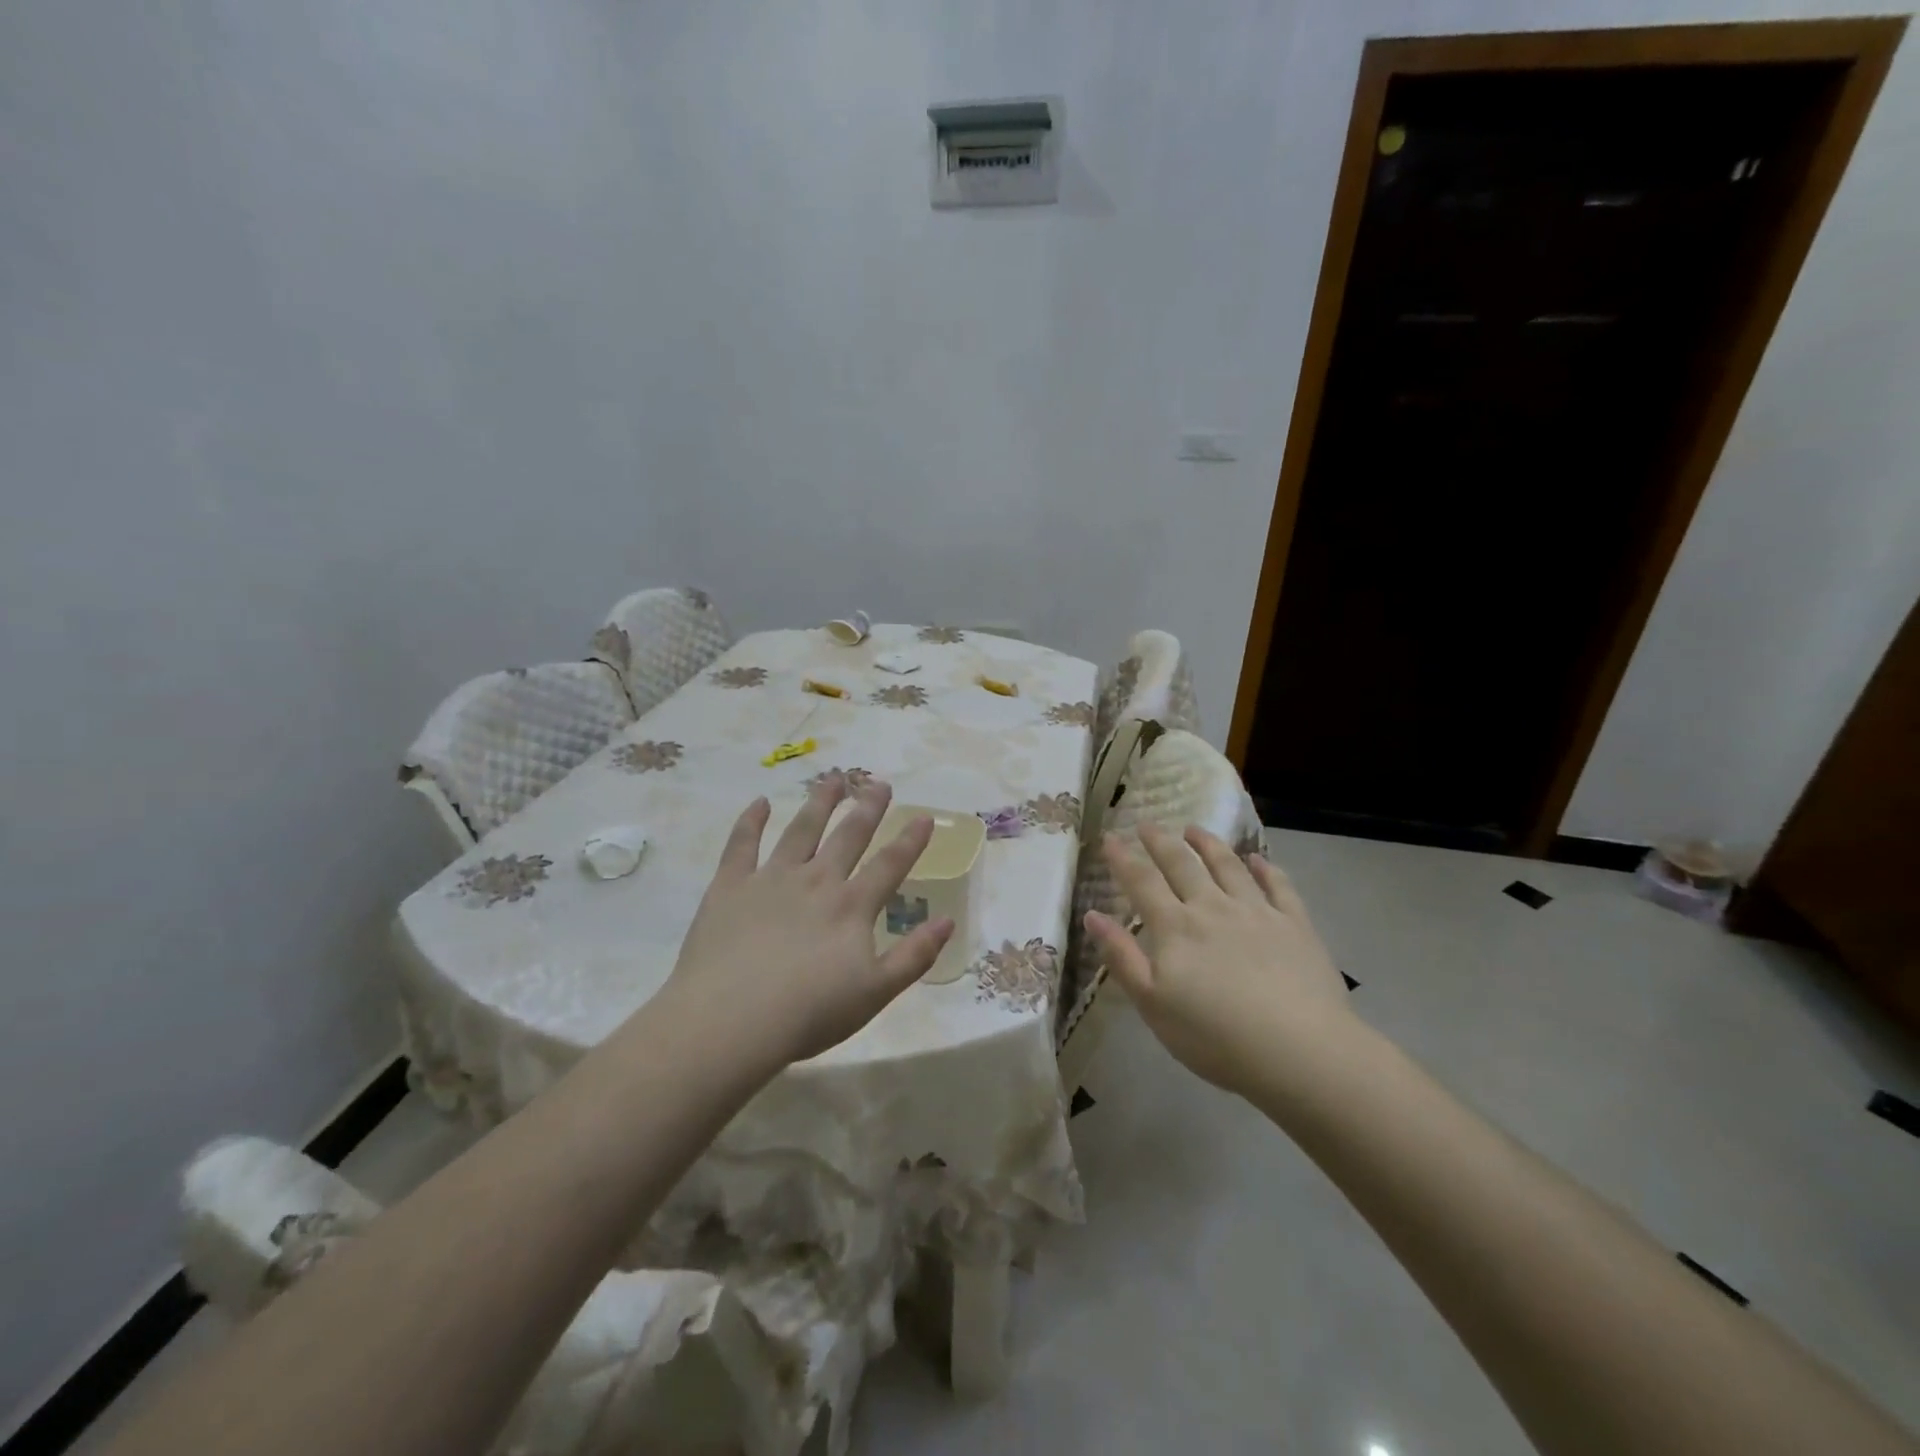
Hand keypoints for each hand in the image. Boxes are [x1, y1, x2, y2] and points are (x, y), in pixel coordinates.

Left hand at [658, 773, 953, 1071]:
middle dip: (868, 808)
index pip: (889, 864)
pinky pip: (741, 844)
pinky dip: (751, 821)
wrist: (731, 1021)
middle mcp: (816, 880)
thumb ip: (915, 956)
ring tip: (833, 779)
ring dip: (819, 803)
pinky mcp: (730, 885)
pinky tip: (759, 803)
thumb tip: (948, 921)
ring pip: (801, 829)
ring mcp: (771, 878)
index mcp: (851, 906)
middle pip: (848, 835)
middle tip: (879, 784)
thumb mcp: (875, 993)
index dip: (910, 840)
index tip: (924, 816)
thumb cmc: (808, 1013)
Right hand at [1083, 822, 1355, 1095]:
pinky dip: (1266, 869)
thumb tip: (1092, 915)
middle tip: (1148, 824)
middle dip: (1161, 842)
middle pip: (1182, 864)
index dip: (1122, 857)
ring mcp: (1257, 912)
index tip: (1109, 836)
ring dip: (1208, 844)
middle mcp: (1213, 907)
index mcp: (1175, 927)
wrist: (1300, 1051)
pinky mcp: (1295, 925)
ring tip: (1195, 829)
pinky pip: (1279, 886)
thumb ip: (1122, 957)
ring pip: (1228, 866)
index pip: (1142, 882)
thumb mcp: (1152, 1004)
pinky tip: (1258, 860)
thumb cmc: (1215, 1036)